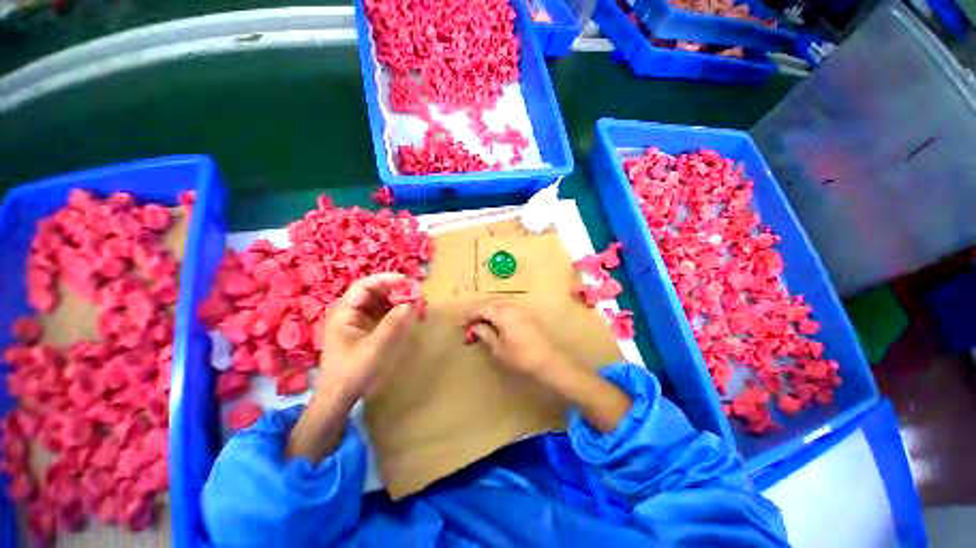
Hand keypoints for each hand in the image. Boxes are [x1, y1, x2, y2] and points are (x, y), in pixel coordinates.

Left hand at [287, 273, 414, 461]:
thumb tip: (411, 303)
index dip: (385, 280)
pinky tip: (406, 313)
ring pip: (379, 301)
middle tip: (414, 292)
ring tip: (414, 301)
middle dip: (394, 289)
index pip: (364, 286)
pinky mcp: (365, 329)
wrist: (339, 396)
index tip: (406, 281)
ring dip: (396, 299)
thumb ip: (393, 324)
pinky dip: (395, 311)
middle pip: (373, 292)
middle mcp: (349, 312)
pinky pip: (382, 313)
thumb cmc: (352, 371)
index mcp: (344, 312)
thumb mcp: (374, 348)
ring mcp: (357, 320)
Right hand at [465, 302, 571, 383]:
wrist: (546, 360)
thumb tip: (475, 327)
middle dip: (480, 313)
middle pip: (491, 305)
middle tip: (471, 325)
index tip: (463, 323)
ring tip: (482, 325)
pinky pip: (508, 311)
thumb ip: (485, 334)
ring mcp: (520, 311)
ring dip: (489, 314)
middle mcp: (511, 308)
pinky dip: (499, 315)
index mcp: (502, 314)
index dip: (471, 315)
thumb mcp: (498, 347)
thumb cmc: (519, 356)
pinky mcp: (526, 317)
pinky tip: (497, 325)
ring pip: (500, 307)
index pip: (483, 309)